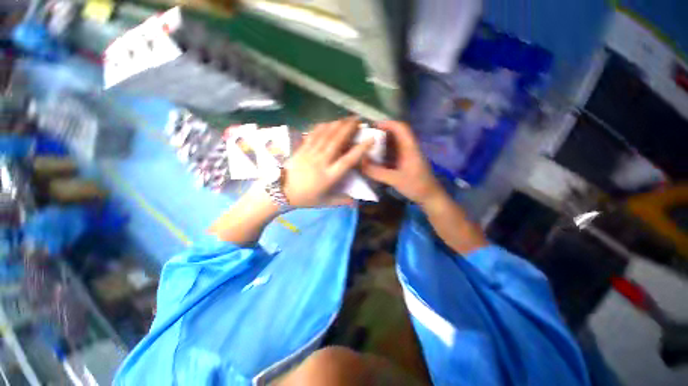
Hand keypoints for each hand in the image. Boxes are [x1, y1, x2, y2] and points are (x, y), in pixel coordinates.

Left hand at [283, 117, 372, 206]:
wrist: (282, 193)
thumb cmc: (305, 198)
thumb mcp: (325, 202)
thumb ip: (341, 200)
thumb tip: (356, 202)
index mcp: (329, 176)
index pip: (347, 160)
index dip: (360, 149)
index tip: (370, 139)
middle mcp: (321, 162)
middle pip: (336, 142)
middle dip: (348, 128)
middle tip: (358, 120)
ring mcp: (310, 154)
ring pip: (325, 135)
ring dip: (337, 125)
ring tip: (346, 118)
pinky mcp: (301, 149)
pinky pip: (312, 135)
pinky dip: (322, 127)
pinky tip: (328, 122)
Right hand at [361, 121, 443, 204]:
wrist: (430, 197)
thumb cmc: (416, 186)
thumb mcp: (395, 179)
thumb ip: (377, 172)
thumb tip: (360, 164)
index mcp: (409, 147)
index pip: (401, 128)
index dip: (387, 123)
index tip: (372, 126)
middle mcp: (408, 148)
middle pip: (395, 134)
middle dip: (380, 133)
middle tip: (365, 137)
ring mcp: (407, 155)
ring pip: (393, 144)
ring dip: (381, 143)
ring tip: (367, 146)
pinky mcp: (404, 162)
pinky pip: (392, 153)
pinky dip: (383, 153)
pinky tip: (374, 158)